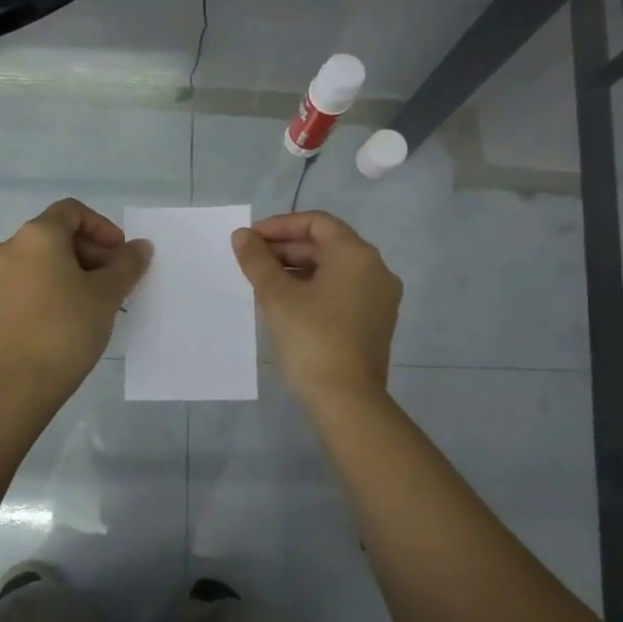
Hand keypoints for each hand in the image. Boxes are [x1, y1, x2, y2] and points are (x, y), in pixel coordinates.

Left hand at [0, 199, 151, 397]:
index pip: (73, 212)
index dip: (103, 227)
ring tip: (99, 299)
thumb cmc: (67, 327)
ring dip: (76, 269)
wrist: (21, 382)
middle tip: (116, 280)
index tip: (121, 255)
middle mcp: (11, 246)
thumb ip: (127, 264)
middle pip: (58, 233)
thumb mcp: (107, 293)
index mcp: (37, 235)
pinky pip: (32, 278)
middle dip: (92, 251)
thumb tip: (141, 247)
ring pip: (45, 258)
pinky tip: (75, 312)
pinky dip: (56, 284)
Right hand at [232, 210, 400, 400]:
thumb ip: (257, 260)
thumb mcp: (277, 296)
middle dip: (286, 249)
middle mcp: (376, 269)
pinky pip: (342, 291)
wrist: (346, 399)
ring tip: (263, 283)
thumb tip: (242, 236)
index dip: (280, 226)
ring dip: (297, 270)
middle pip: (326, 245)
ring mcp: (380, 297)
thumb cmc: (311, 339)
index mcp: (356, 255)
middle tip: (251, 262)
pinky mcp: (376, 321)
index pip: (317, 222)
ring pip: (333, 270)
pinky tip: (287, 304)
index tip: (251, 239)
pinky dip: (314, 289)